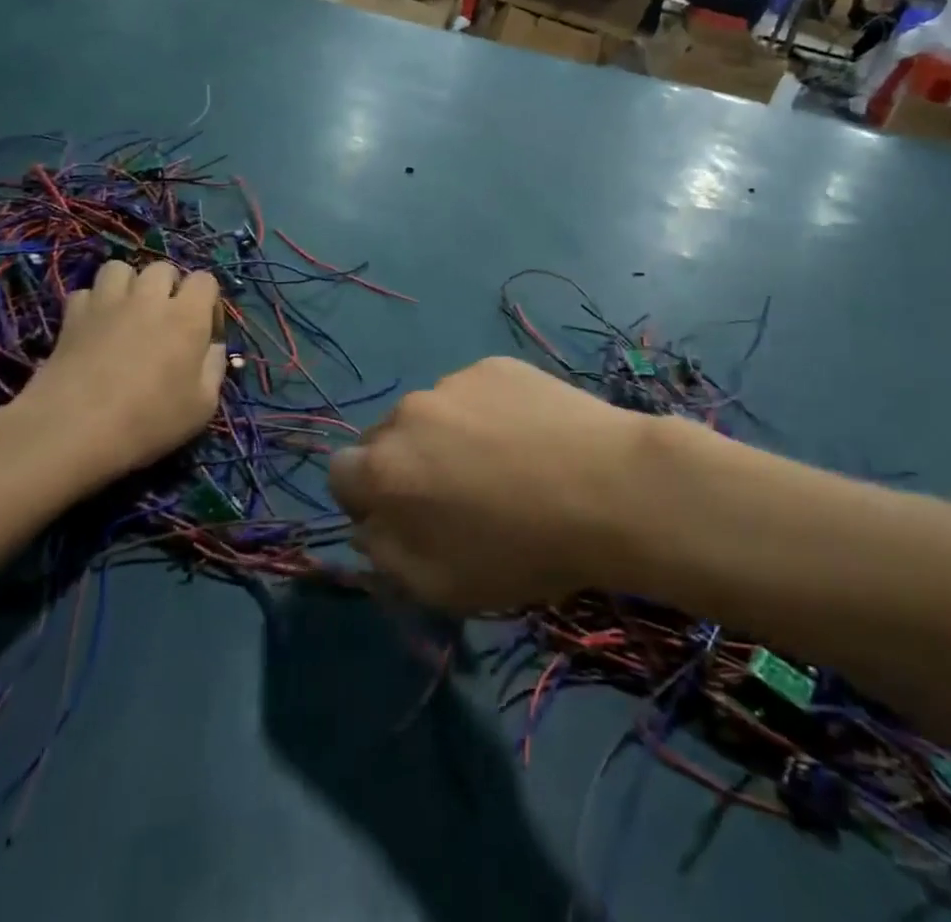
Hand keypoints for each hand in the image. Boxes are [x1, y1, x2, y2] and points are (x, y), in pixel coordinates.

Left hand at [0, 262, 225, 505]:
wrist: (73, 430)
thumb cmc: (148, 421)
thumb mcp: (202, 406)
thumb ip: (215, 368)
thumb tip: (213, 347)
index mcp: (187, 316)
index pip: (205, 280)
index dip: (208, 302)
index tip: (204, 332)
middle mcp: (149, 298)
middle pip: (163, 268)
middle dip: (169, 288)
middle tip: (165, 321)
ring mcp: (107, 302)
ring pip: (121, 268)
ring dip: (129, 285)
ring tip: (128, 313)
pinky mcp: (72, 315)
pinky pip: (86, 291)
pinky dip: (93, 304)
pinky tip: (95, 327)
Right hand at [328, 357, 654, 611]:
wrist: (610, 487)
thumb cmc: (523, 550)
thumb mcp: (442, 585)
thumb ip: (385, 555)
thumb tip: (367, 525)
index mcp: (384, 468)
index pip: (340, 474)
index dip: (365, 500)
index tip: (403, 518)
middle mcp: (407, 413)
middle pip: (384, 439)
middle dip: (404, 466)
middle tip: (455, 495)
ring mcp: (452, 381)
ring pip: (430, 414)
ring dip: (445, 437)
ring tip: (502, 465)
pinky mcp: (493, 365)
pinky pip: (471, 393)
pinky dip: (484, 413)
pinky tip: (528, 437)